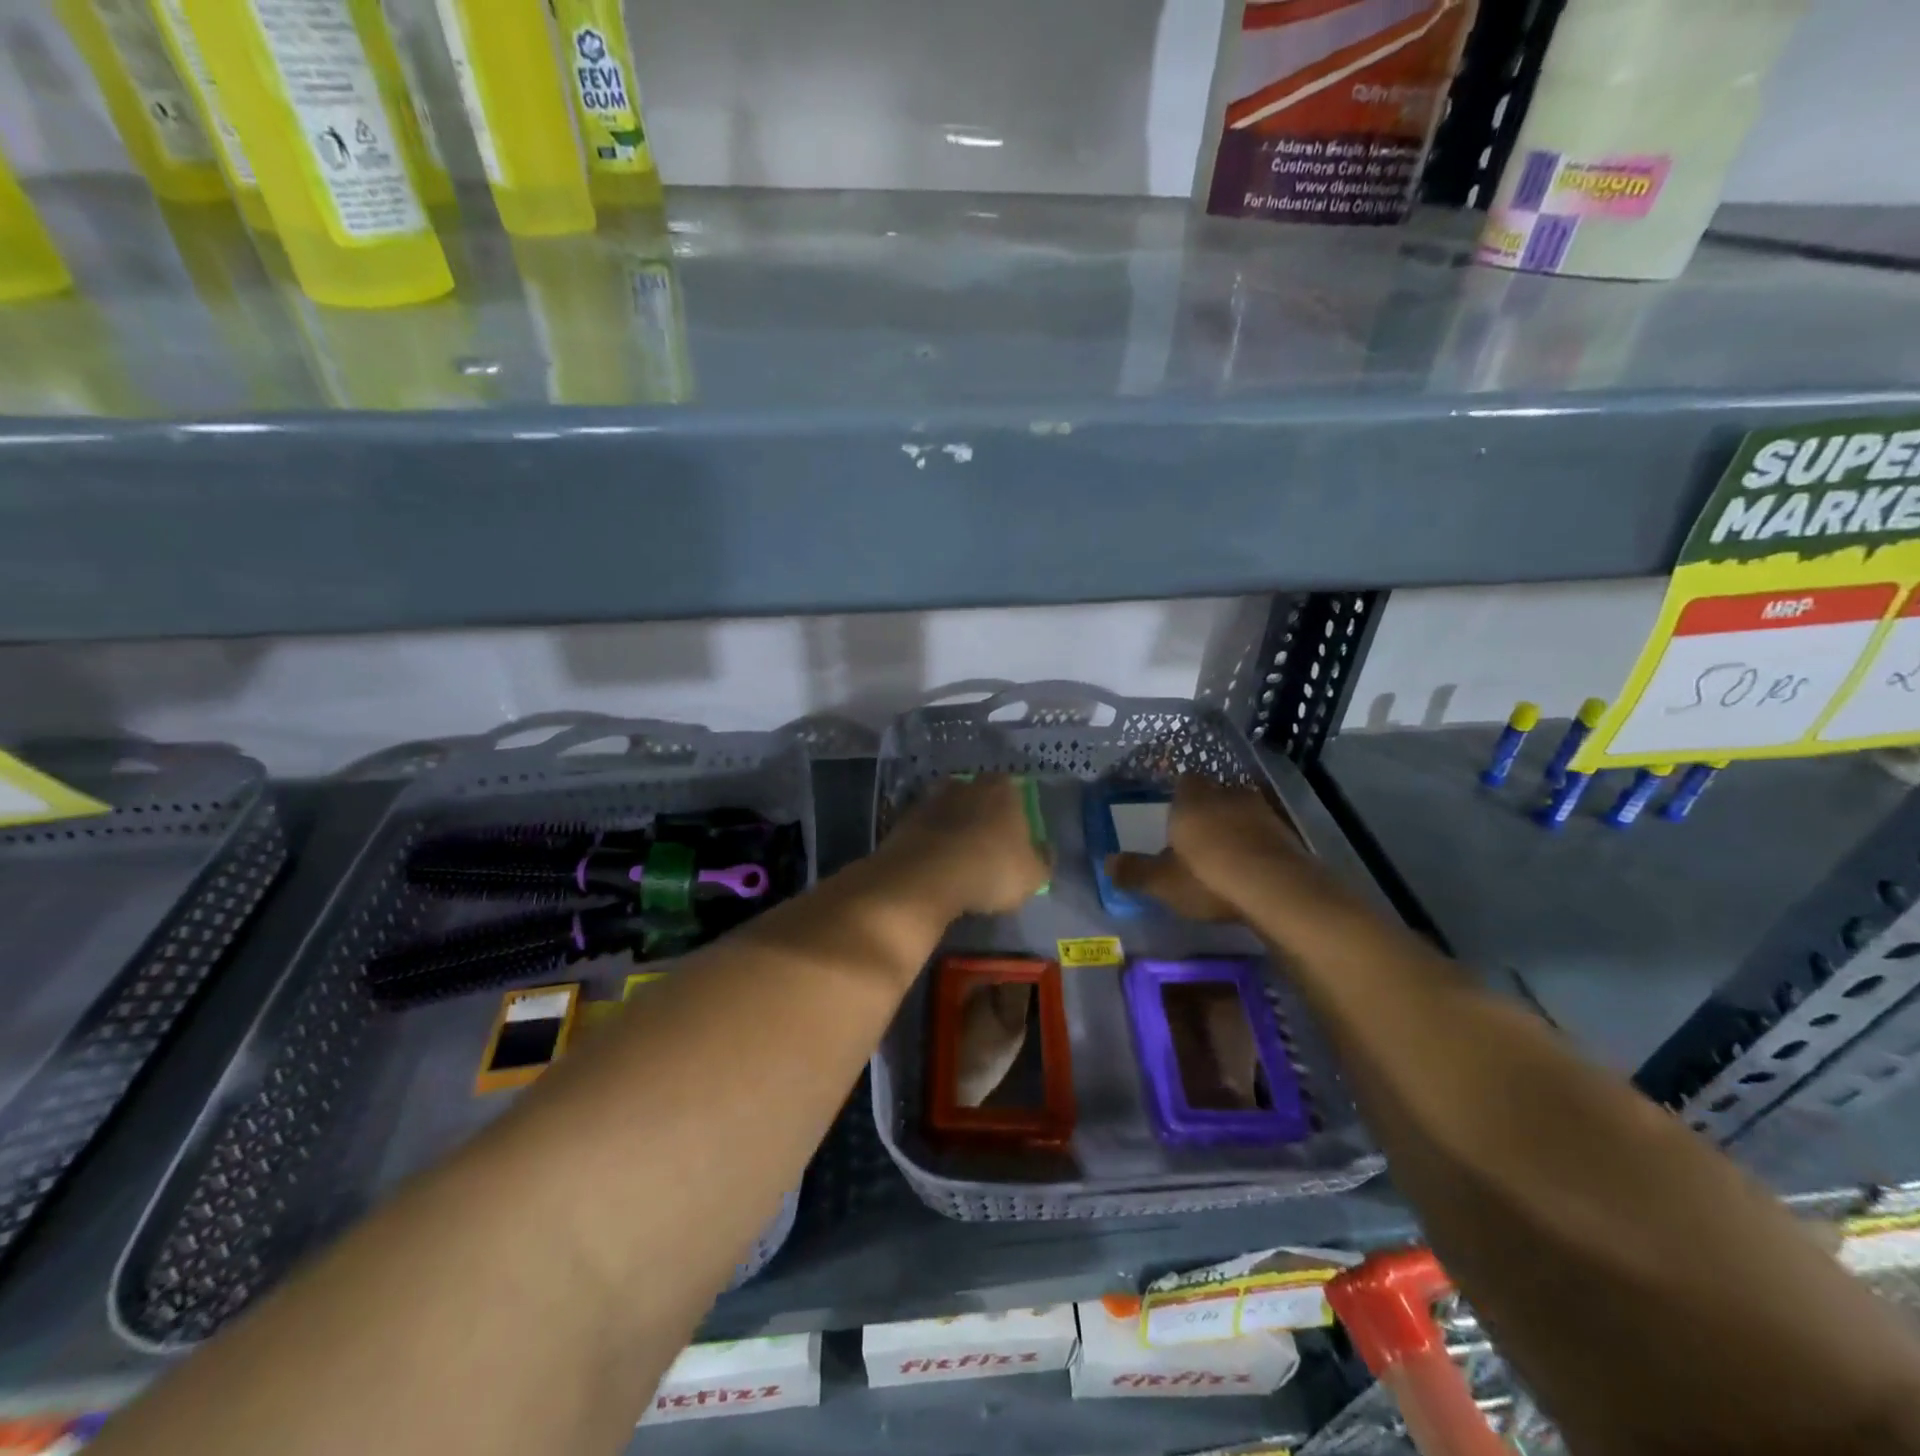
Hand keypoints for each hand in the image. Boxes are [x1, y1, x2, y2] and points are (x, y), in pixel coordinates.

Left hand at [876, 774, 1049, 918]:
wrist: (925, 877)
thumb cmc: (990, 870)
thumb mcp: (1033, 875)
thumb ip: (1043, 859)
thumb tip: (1044, 849)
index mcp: (1002, 788)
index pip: (1014, 790)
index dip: (1015, 812)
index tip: (1015, 836)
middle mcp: (966, 784)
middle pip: (978, 795)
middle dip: (982, 814)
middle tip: (986, 844)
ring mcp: (931, 798)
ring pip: (949, 809)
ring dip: (953, 826)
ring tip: (958, 856)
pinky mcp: (904, 818)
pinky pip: (925, 827)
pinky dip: (930, 840)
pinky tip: (934, 863)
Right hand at [1106, 776, 1316, 921]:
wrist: (1279, 890)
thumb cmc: (1209, 878)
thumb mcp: (1162, 882)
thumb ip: (1134, 871)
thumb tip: (1107, 863)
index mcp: (1192, 800)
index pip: (1184, 781)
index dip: (1179, 797)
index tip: (1174, 816)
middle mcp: (1227, 795)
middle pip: (1215, 793)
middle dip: (1208, 810)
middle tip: (1198, 836)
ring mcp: (1263, 812)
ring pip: (1243, 811)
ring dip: (1235, 826)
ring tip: (1226, 854)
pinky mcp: (1288, 834)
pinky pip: (1265, 833)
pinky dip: (1257, 845)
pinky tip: (1252, 868)